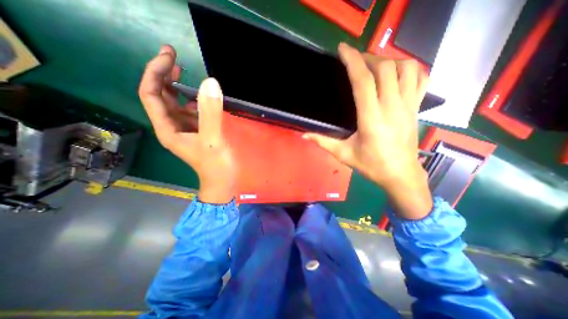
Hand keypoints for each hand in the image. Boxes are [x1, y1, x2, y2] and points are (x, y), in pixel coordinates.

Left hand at [139, 45, 234, 202]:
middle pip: (160, 95)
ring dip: (177, 85)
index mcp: (168, 128)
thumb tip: (210, 82)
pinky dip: (193, 98)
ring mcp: (185, 128)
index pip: (152, 94)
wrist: (222, 181)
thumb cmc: (215, 165)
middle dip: (163, 74)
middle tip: (175, 55)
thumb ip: (211, 113)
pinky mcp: (197, 131)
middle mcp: (172, 126)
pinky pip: (190, 110)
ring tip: (185, 69)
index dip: (156, 73)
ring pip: (175, 102)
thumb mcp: (213, 140)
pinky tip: (201, 95)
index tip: (170, 56)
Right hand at [304, 42, 433, 218]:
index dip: (353, 61)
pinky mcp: (416, 107)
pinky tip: (397, 73)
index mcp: (371, 119)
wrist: (400, 174)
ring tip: (374, 66)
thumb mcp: (343, 155)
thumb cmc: (371, 165)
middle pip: (385, 68)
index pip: (363, 81)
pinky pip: (421, 78)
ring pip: (405, 68)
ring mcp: (408, 106)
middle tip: (355, 61)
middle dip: (368, 58)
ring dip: (388, 60)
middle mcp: (392, 108)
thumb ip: (323, 142)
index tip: (343, 50)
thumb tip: (304, 135)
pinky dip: (409, 68)